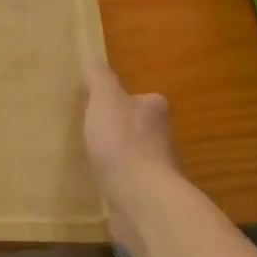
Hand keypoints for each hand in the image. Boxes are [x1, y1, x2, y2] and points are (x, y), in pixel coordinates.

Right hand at [83, 61, 178, 200]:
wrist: (139, 198)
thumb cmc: (122, 141)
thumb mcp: (105, 99)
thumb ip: (99, 78)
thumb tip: (93, 59)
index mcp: (156, 109)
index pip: (142, 99)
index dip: (123, 100)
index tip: (101, 106)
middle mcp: (164, 137)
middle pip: (140, 127)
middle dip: (120, 130)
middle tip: (93, 132)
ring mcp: (158, 169)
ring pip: (135, 156)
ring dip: (119, 157)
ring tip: (92, 158)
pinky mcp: (148, 195)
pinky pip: (129, 181)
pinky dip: (118, 181)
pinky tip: (100, 183)